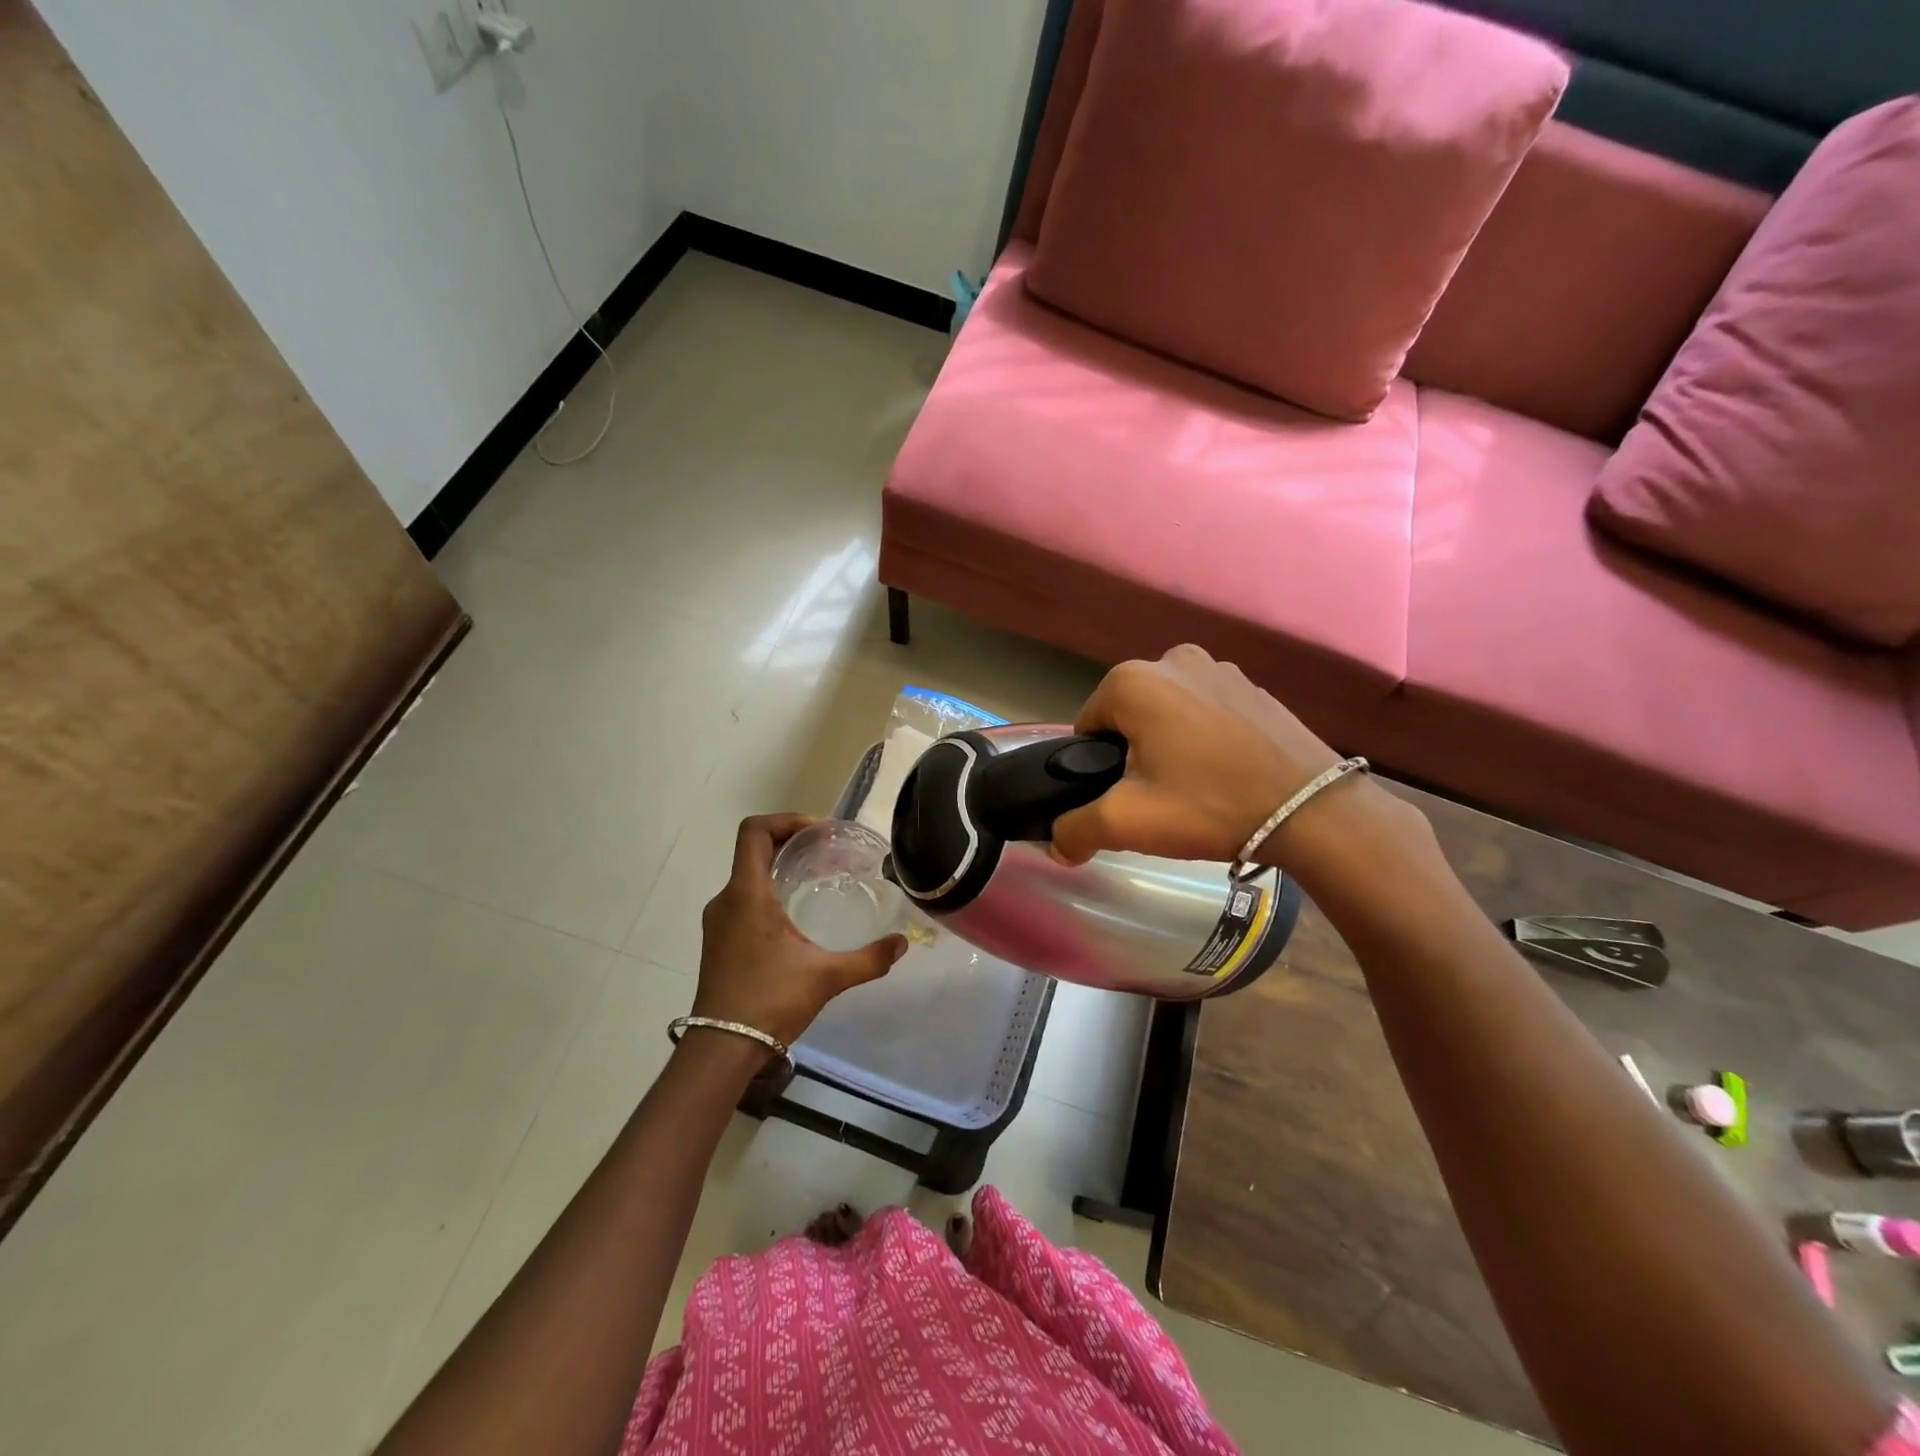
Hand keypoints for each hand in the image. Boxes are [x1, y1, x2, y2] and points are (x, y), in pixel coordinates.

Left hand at [691, 814, 907, 1046]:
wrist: (721, 1048)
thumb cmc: (769, 1002)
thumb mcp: (826, 977)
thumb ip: (868, 959)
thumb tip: (902, 944)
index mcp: (747, 894)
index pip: (755, 831)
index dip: (788, 820)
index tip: (821, 833)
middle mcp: (727, 899)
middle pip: (754, 849)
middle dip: (792, 842)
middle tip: (829, 852)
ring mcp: (719, 921)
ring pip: (749, 875)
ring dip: (780, 867)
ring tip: (818, 879)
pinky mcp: (719, 940)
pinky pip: (744, 898)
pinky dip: (770, 891)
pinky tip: (797, 914)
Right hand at [1051, 645, 1344, 867]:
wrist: (1313, 810)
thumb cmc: (1209, 804)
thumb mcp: (1127, 823)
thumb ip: (1074, 829)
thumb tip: (1055, 845)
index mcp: (1132, 681)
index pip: (1087, 727)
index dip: (1097, 767)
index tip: (1125, 797)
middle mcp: (1172, 659)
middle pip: (1127, 716)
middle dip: (1134, 753)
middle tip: (1160, 797)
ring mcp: (1219, 667)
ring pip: (1167, 712)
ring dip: (1169, 743)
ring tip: (1196, 787)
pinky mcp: (1254, 686)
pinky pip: (1207, 710)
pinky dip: (1205, 736)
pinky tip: (1226, 772)